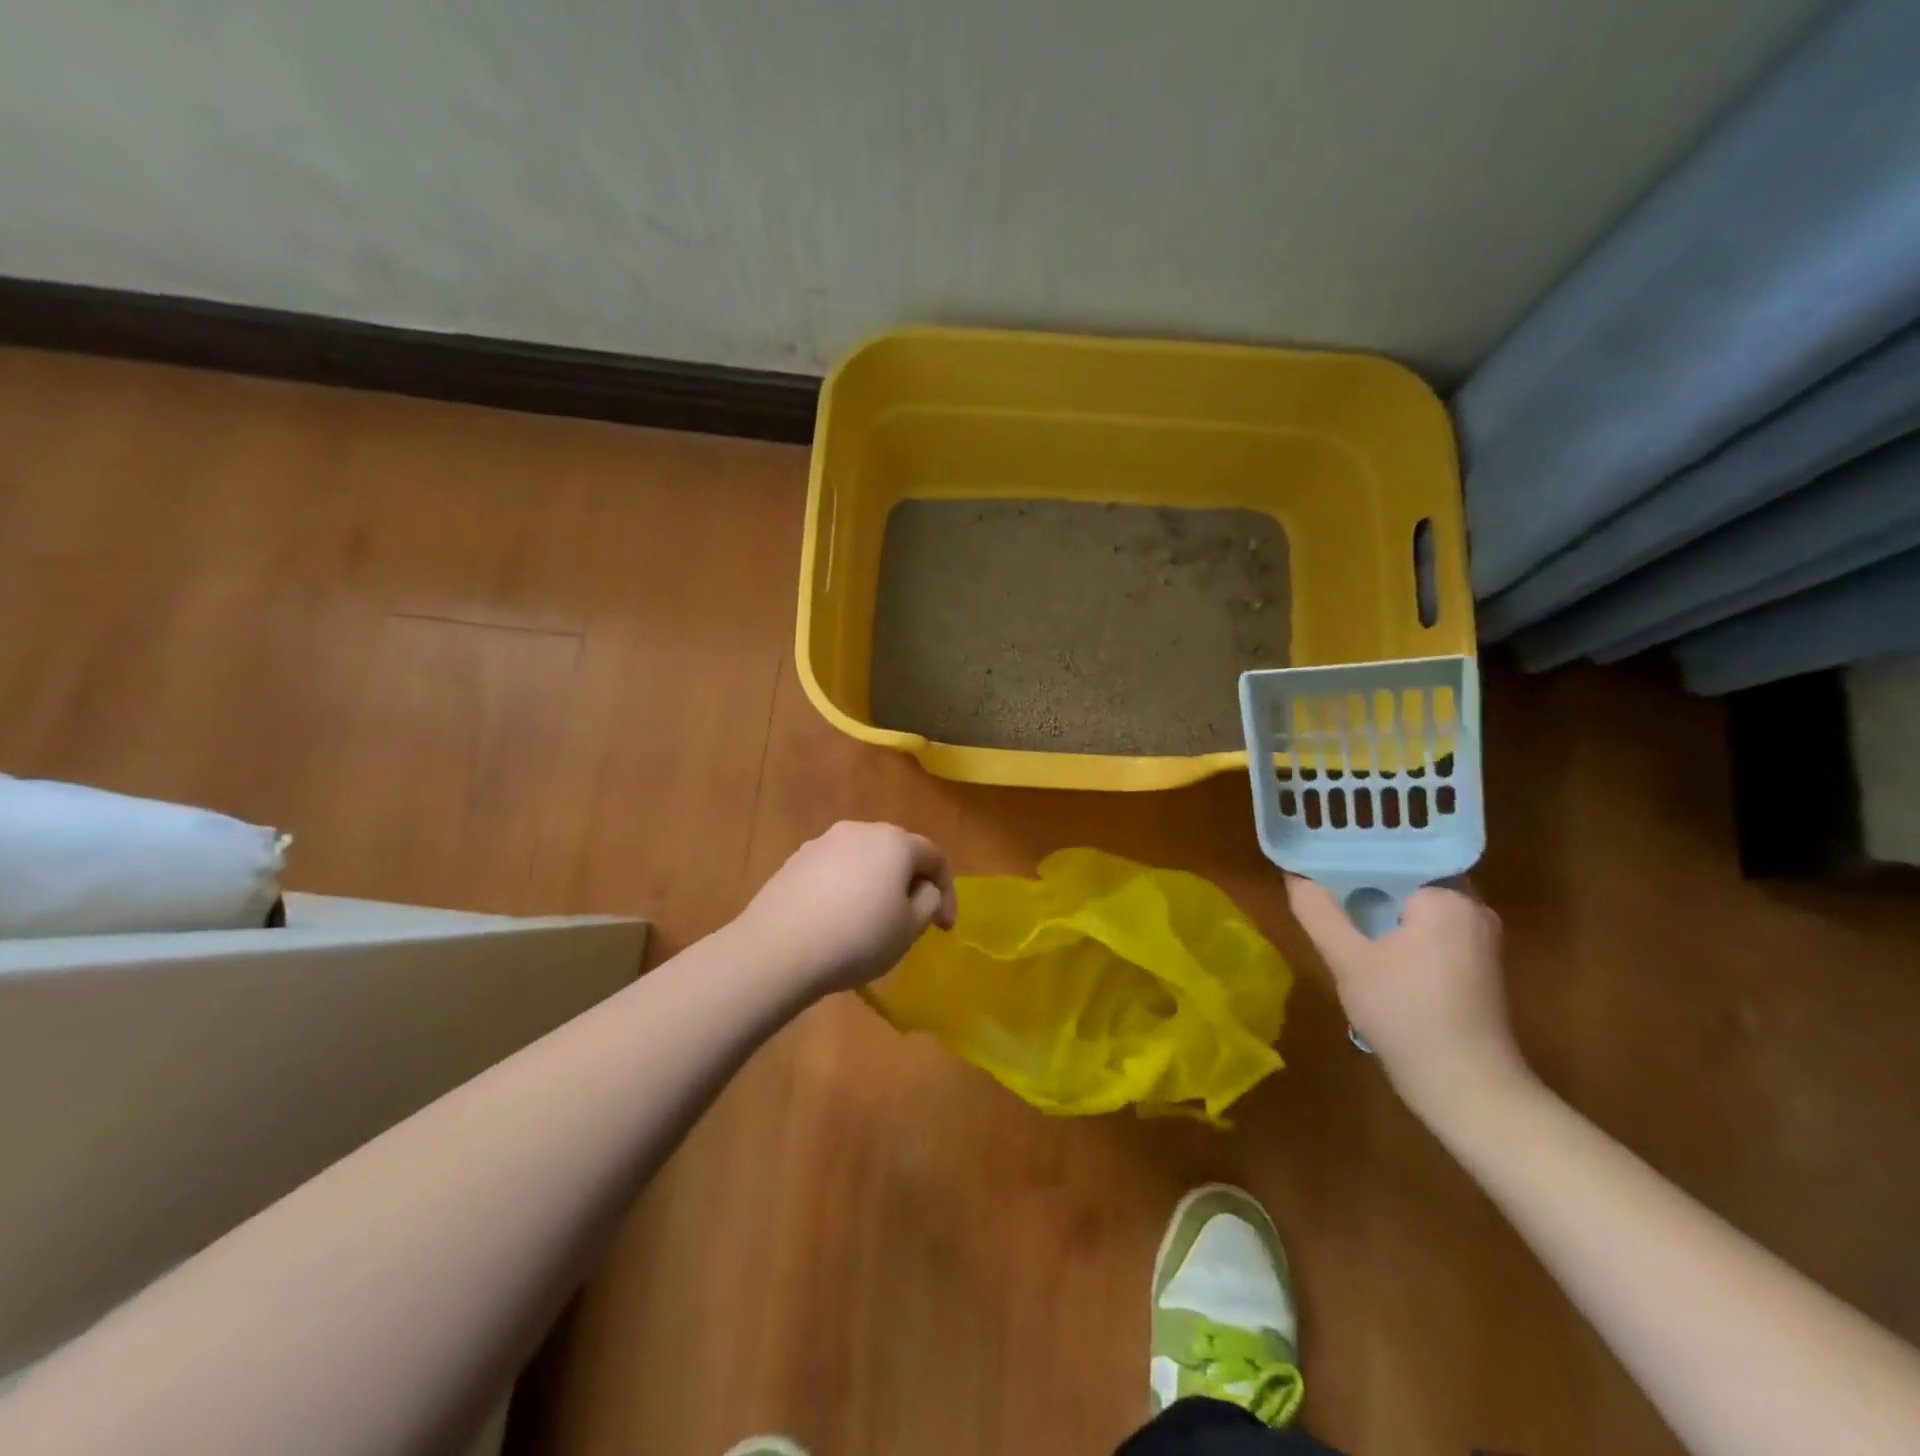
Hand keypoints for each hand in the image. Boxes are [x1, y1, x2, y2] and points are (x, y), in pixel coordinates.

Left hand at [738, 821, 956, 993]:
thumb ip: (928, 902)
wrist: (778, 949)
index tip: (944, 928)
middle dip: (910, 882)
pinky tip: (837, 919)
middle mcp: (860, 830)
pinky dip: (845, 888)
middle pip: (897, 851)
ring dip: (875, 883)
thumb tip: (922, 889)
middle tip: (912, 917)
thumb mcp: (909, 929)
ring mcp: (823, 842)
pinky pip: (834, 870)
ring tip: (872, 918)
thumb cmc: (857, 939)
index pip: (934, 857)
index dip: (947, 891)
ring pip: (863, 859)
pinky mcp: (795, 860)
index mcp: (895, 842)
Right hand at [1287, 877, 1531, 1130]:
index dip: (1350, 853)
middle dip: (1362, 877)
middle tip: (1316, 875)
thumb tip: (1294, 875)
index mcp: (1448, 897)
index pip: (1393, 854)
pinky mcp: (1475, 962)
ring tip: (1333, 900)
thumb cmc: (1406, 1015)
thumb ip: (1317, 911)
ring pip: (1415, 902)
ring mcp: (1478, 936)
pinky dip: (1396, 924)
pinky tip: (1366, 937)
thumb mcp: (1348, 960)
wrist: (1467, 1088)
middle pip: (1405, 875)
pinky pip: (1427, 924)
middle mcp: (1472, 907)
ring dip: (1377, 903)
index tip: (1316, 853)